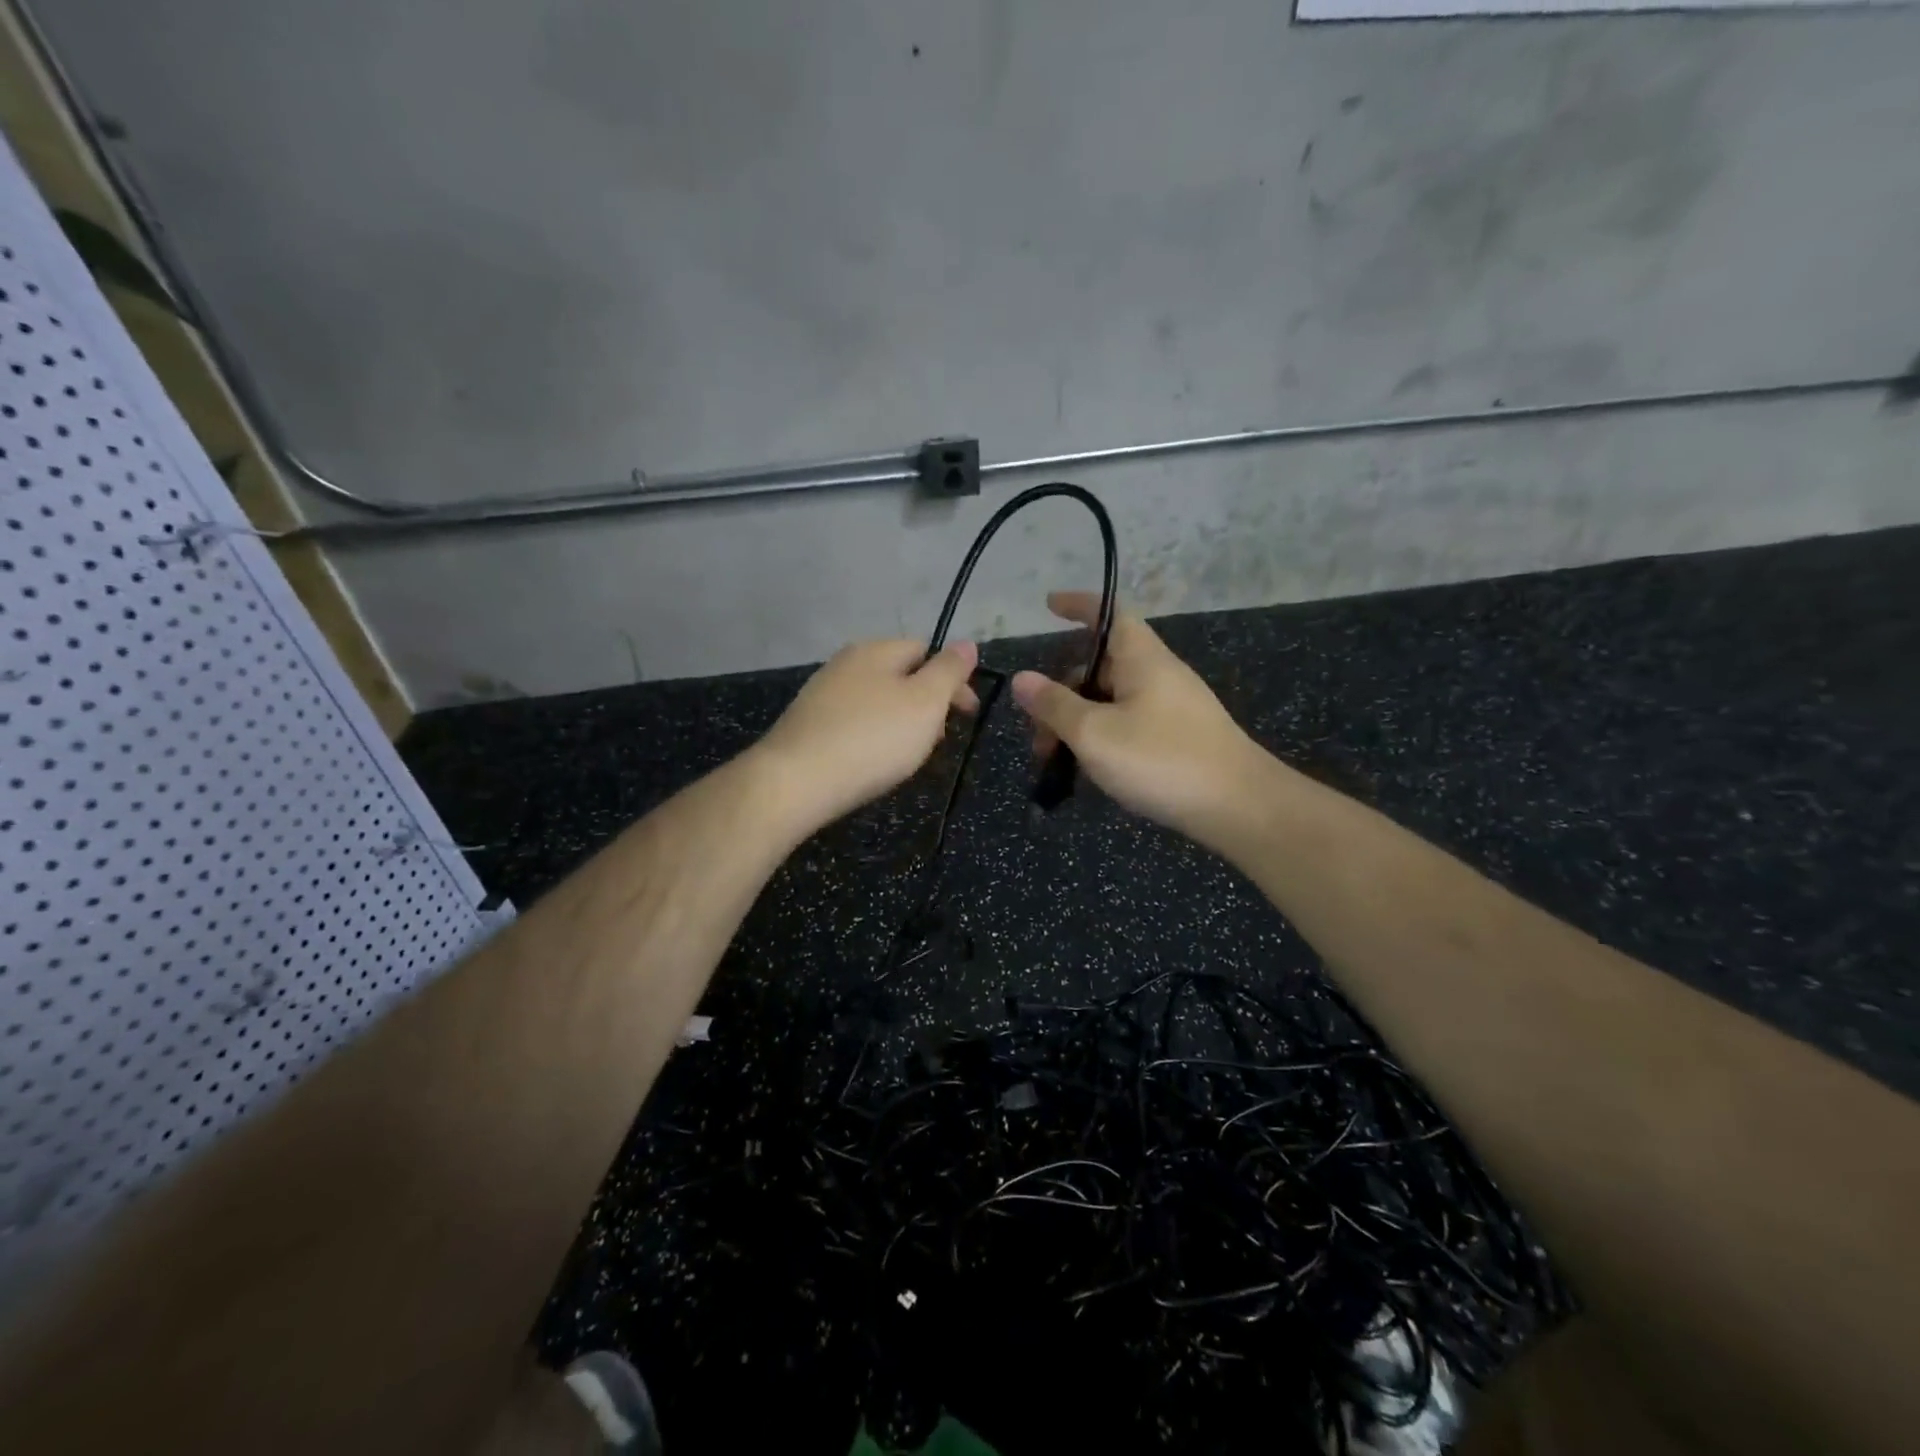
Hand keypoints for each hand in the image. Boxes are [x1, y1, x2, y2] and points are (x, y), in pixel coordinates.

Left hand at [754, 638, 979, 830]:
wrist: (796, 782)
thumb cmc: (872, 738)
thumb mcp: (925, 702)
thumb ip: (949, 671)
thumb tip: (966, 643)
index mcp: (875, 650)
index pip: (925, 649)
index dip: (952, 679)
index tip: (966, 715)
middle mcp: (845, 663)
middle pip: (901, 676)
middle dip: (927, 704)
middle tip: (938, 740)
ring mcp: (822, 694)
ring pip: (877, 701)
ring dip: (901, 724)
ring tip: (907, 757)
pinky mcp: (807, 726)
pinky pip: (854, 723)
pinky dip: (872, 738)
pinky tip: (872, 763)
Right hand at [1011, 592, 1267, 846]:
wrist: (1239, 807)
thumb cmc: (1162, 760)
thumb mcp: (1094, 734)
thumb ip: (1054, 705)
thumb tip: (1022, 678)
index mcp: (1142, 659)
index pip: (1109, 613)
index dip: (1079, 604)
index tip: (1049, 605)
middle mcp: (1159, 674)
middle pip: (1101, 666)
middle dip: (1062, 693)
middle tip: (1037, 735)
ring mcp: (1172, 707)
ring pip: (1112, 701)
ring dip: (1078, 723)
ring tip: (1056, 762)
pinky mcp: (1179, 737)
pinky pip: (1129, 724)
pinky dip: (1102, 738)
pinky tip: (1090, 770)